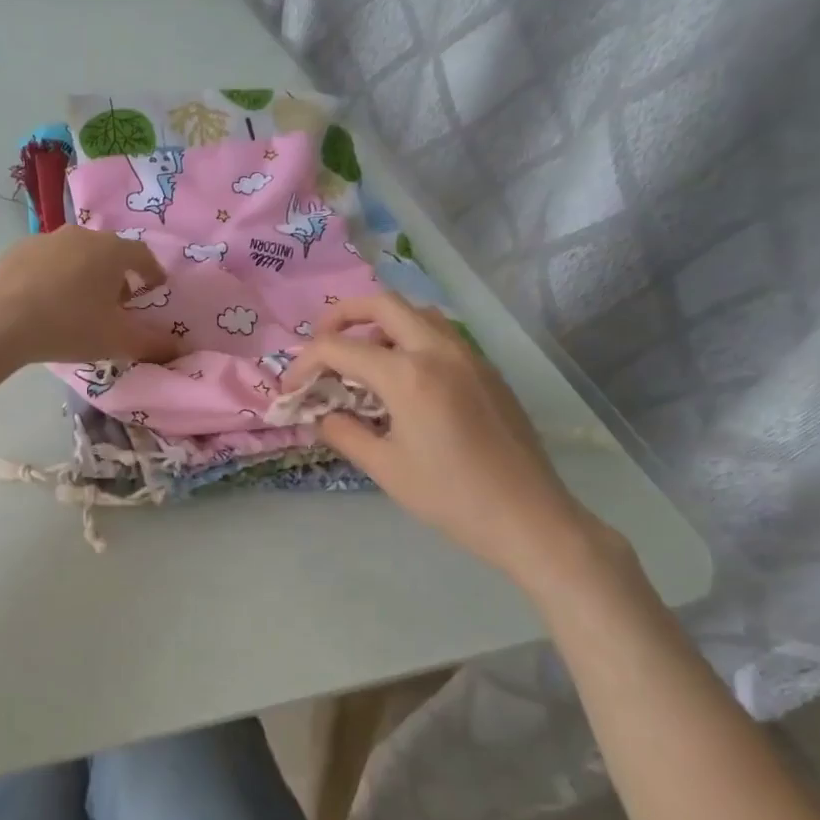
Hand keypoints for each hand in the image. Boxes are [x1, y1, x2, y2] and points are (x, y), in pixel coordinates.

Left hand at [0, 226, 181, 367]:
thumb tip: (179, 349)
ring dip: (84, 274)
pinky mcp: (16, 250)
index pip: (142, 255)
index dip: (152, 272)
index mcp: (111, 251)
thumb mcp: (117, 341)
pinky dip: (54, 276)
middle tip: (117, 302)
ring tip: (80, 303)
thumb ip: (153, 344)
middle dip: (117, 275)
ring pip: (75, 254)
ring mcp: (45, 239)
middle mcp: (81, 236)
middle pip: (108, 252)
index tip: (155, 287)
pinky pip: (46, 261)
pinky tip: (46, 301)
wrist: (1, 322)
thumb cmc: (70, 326)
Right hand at [285, 290, 624, 585]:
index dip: (305, 363)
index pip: (339, 348)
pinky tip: (404, 375)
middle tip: (322, 341)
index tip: (291, 387)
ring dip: (381, 322)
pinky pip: (441, 333)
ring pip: (417, 312)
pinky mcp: (486, 369)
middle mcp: (438, 351)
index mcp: (408, 375)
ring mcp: (468, 355)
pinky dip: (410, 337)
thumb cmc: (450, 496)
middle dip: (342, 315)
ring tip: (363, 355)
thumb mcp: (384, 468)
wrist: (528, 516)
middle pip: (382, 304)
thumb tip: (322, 414)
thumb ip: (344, 432)